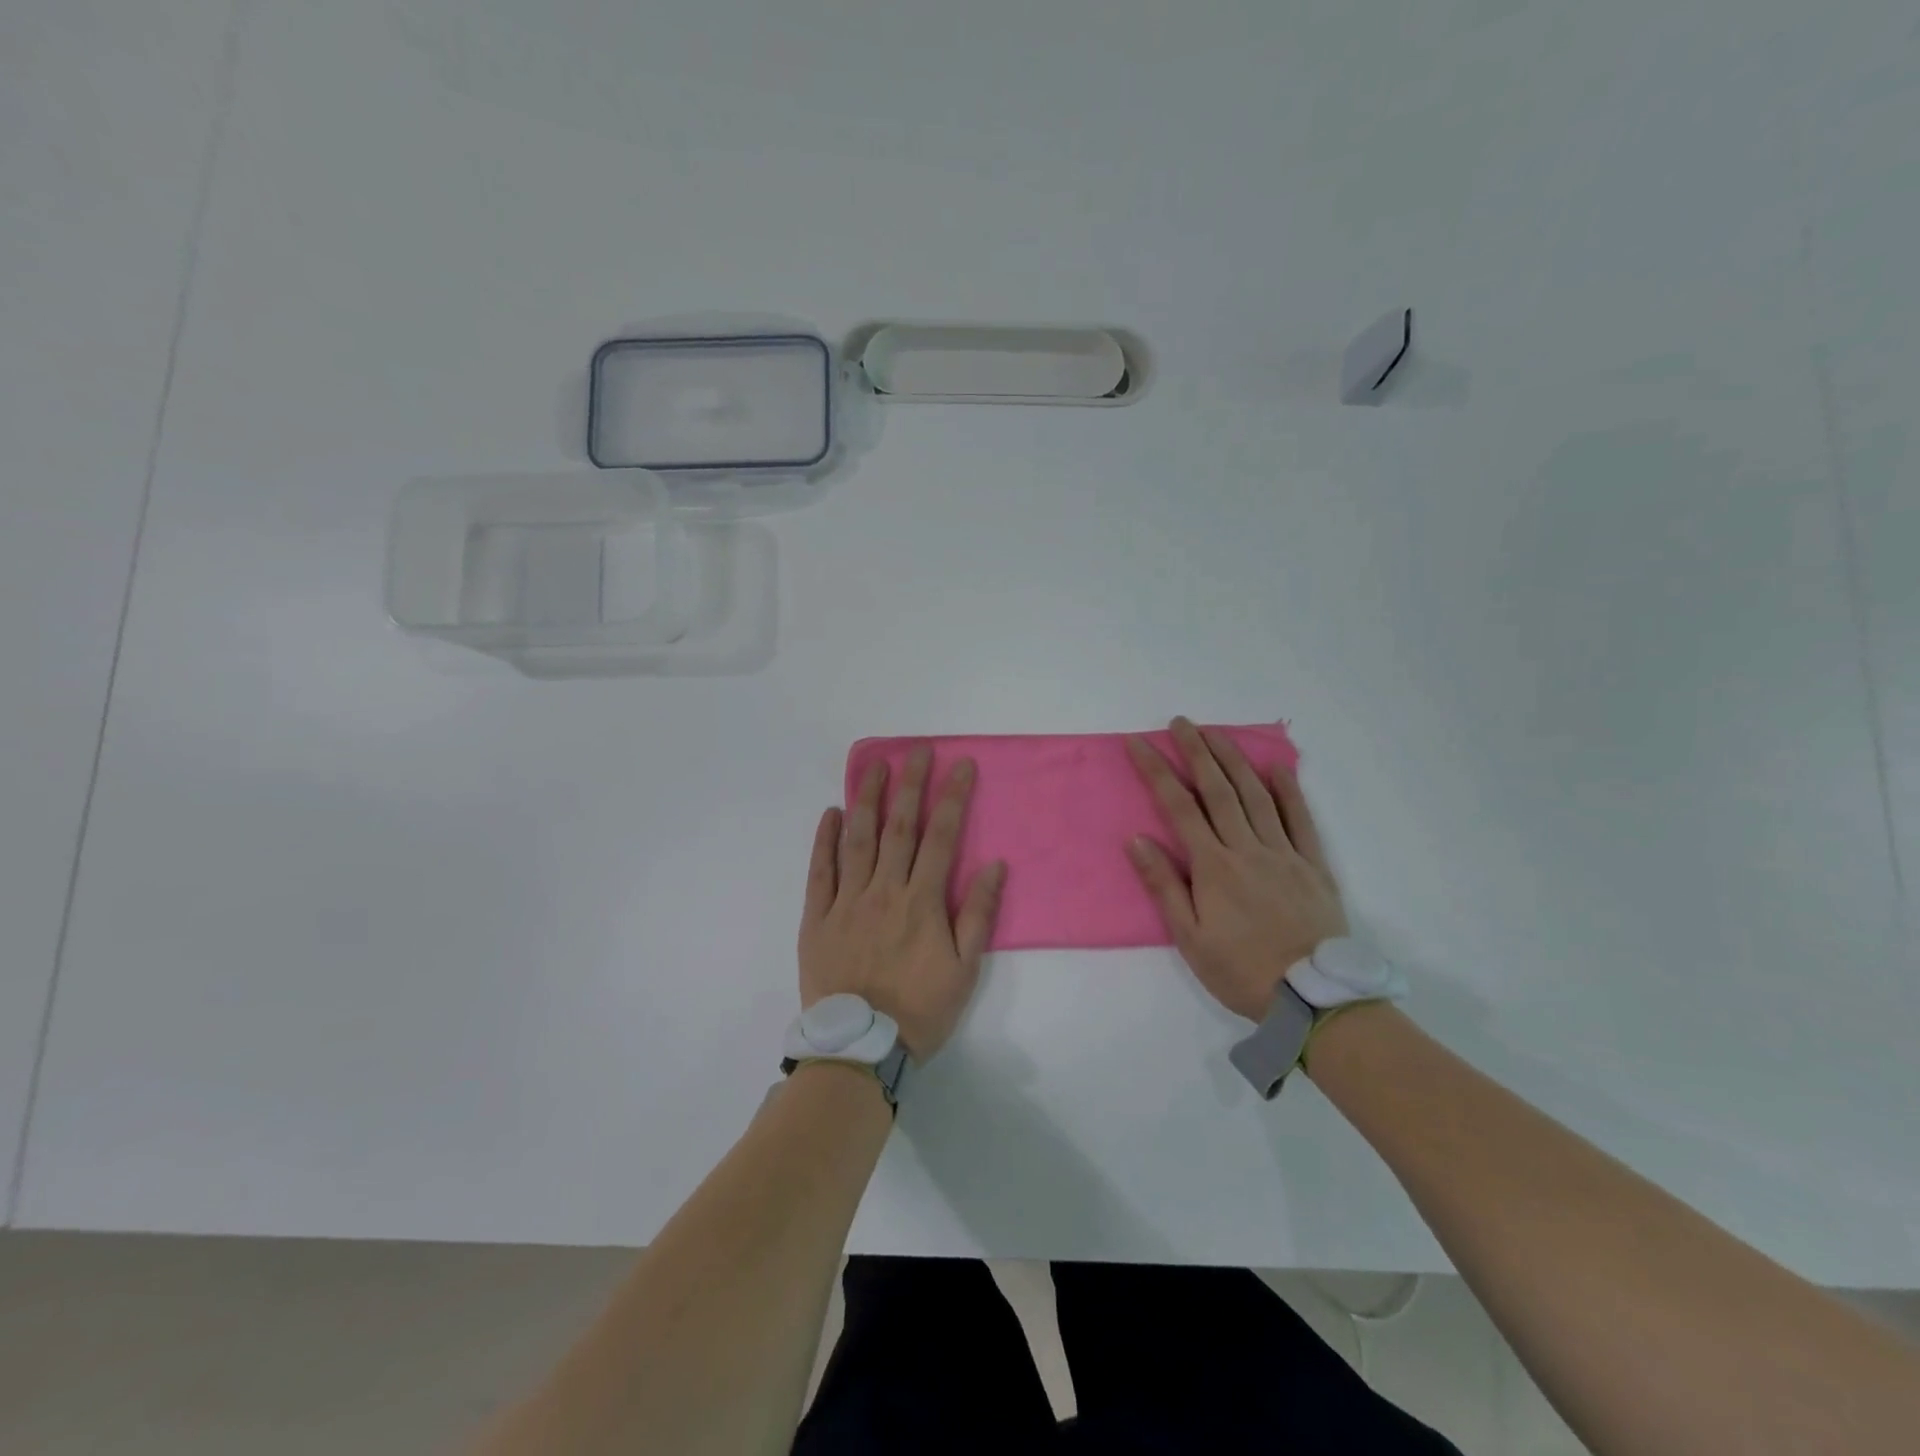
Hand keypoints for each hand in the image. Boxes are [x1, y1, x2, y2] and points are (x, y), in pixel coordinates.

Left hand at [799, 746, 1006, 1060]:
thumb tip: (994, 866)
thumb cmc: (919, 1010)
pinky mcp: (817, 917)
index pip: (942, 837)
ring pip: (858, 839)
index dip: (952, 797)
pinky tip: (831, 813)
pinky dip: (825, 840)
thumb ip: (978, 915)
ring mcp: (847, 901)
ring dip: (866, 798)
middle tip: (916, 750)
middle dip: (910, 784)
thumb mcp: (964, 970)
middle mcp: (884, 890)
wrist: (860, 1048)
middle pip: (899, 827)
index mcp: (922, 902)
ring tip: (872, 765)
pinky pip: (820, 871)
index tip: (960, 765)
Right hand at [1125, 718, 1347, 1021]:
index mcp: (1213, 866)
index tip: (1139, 743)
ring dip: (1234, 760)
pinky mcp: (1313, 865)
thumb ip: (1164, 885)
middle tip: (1180, 722)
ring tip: (1217, 733)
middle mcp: (1247, 848)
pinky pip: (1301, 819)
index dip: (1156, 770)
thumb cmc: (1241, 971)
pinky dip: (1289, 790)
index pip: (1178, 806)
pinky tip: (1278, 768)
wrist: (1314, 999)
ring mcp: (1284, 853)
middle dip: (1196, 751)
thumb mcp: (1189, 938)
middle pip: (1218, 789)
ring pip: (1256, 795)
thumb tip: (1136, 839)